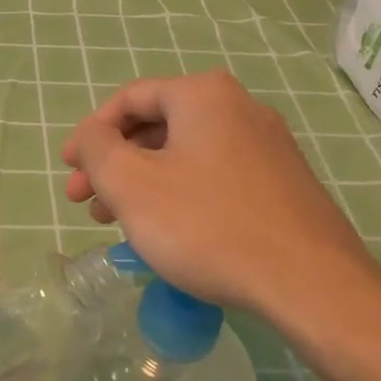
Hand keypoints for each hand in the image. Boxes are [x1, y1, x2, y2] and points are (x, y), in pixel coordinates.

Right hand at [63, 72, 380, 351]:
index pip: (129, 99)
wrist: (311, 285)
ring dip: (143, 182)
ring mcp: (268, 146)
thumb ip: (96, 148)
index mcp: (203, 95)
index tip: (68, 170)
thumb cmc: (207, 225)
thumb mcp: (131, 183)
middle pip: (157, 126)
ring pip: (185, 154)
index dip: (90, 133)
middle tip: (86, 202)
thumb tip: (91, 135)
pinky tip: (167, 231)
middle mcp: (239, 108)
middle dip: (114, 163)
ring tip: (117, 223)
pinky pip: (214, 176)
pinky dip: (179, 194)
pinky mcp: (283, 183)